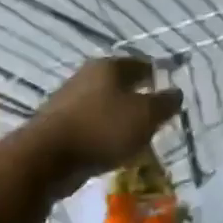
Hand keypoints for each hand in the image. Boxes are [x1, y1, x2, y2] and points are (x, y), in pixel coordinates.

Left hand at [26, 57, 184, 190]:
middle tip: (155, 117)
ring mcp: (68, 100)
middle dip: (138, 98)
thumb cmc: (103, 128)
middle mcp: (86, 76)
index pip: (141, 64)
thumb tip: (176, 93)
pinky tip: (111, 148)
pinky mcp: (57, 124)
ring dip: (120, 118)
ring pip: (104, 105)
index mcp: (109, 66)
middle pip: (120, 84)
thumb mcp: (146, 115)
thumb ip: (165, 103)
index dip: (158, 77)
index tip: (169, 94)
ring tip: (135, 136)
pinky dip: (103, 133)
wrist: (46, 158)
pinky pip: (90, 125)